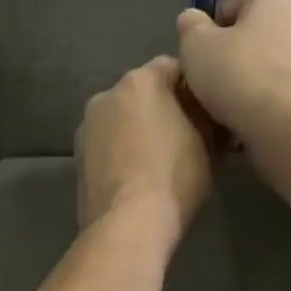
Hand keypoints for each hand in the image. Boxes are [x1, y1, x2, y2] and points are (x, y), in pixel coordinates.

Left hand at [75, 54, 216, 243]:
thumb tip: (214, 112)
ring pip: (121, 118)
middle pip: (142, 92)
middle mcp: (107, 93)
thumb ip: (210, 117)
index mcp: (141, 81)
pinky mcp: (77, 155)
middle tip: (184, 135)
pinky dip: (120, 150)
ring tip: (157, 159)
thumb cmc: (175, 177)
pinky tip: (135, 174)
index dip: (193, 87)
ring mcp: (87, 125)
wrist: (128, 223)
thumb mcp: (208, 145)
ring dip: (137, 129)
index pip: (173, 67)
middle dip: (162, 107)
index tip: (206, 110)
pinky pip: (106, 143)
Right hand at [175, 0, 290, 143]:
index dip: (213, 28)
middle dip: (238, 51)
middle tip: (215, 78)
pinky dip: (274, 96)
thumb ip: (191, 26)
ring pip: (276, 60)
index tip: (202, 54)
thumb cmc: (239, 74)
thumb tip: (192, 18)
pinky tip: (256, 117)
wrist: (288, 126)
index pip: (236, 1)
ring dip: (256, 75)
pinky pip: (290, 86)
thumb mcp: (196, 47)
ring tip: (234, 104)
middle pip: (260, 31)